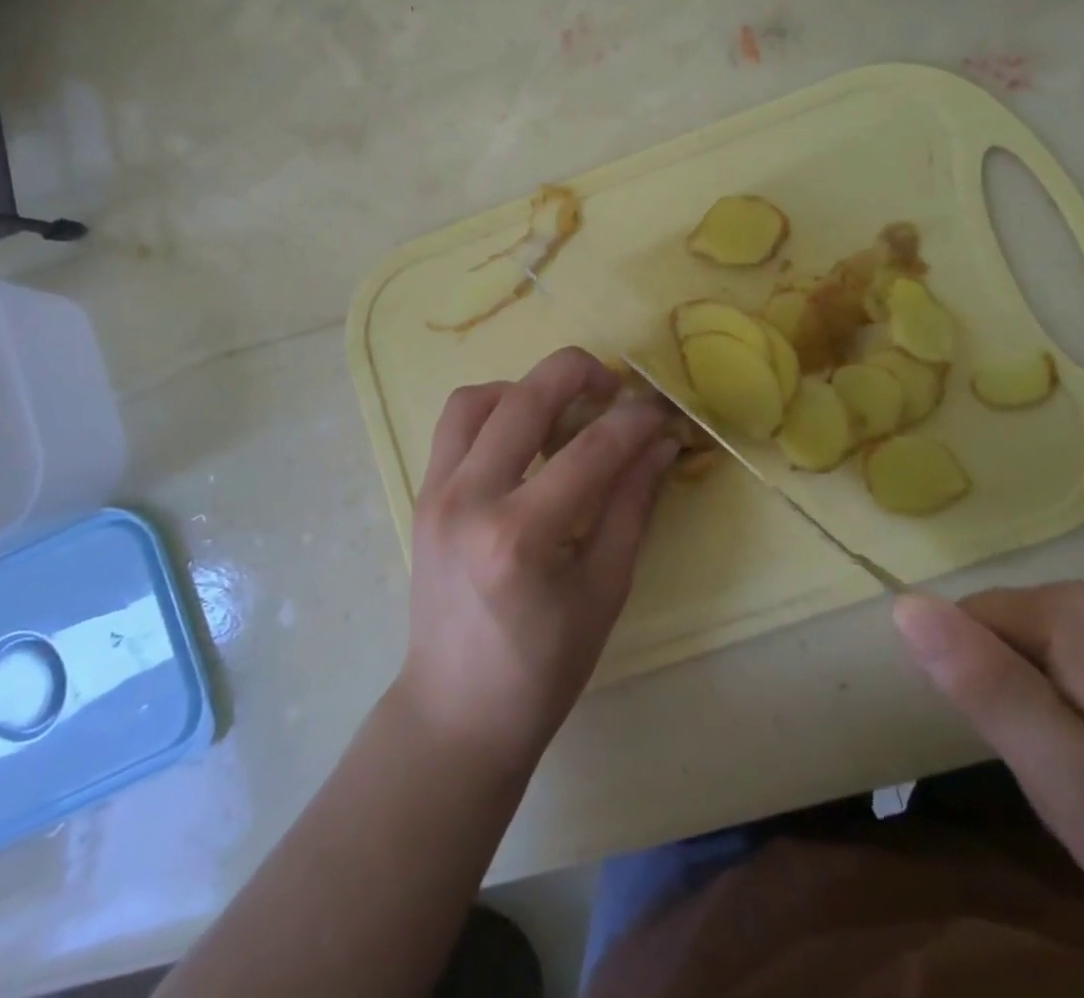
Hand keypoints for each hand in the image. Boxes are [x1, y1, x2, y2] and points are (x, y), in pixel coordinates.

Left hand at [397, 347, 678, 772]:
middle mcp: (470, 500)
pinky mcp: (422, 494)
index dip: (635, 420)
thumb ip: (633, 505)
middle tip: (613, 386)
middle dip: (579, 373)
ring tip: (562, 409)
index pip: (591, 449)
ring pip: (478, 398)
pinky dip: (493, 409)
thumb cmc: (543, 668)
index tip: (661, 411)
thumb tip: (660, 442)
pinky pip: (455, 425)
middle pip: (526, 398)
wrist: (456, 711)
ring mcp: (436, 493)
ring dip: (527, 387)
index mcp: (520, 537)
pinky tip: (523, 435)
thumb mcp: (605, 590)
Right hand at [894, 582, 1083, 996]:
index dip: (971, 689)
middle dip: (1021, 707)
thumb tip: (901, 603)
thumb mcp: (1078, 789)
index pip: (965, 620)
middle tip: (1069, 794)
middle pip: (1017, 639)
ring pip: (1066, 663)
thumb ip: (985, 689)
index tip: (1009, 761)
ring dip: (1066, 722)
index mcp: (1072, 616)